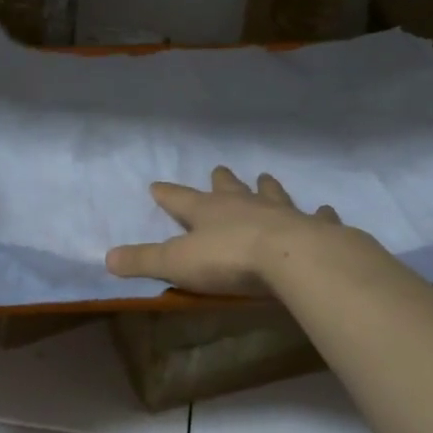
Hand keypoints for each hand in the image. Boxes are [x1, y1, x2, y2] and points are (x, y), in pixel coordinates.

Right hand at [105, 168, 346, 296]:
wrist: (292, 258)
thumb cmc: (229, 259)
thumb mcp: (177, 263)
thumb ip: (144, 261)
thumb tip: (107, 258)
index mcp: (208, 212)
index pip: (180, 199)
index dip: (167, 194)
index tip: (156, 185)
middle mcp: (244, 204)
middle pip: (229, 188)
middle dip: (222, 180)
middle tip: (220, 170)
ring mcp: (281, 212)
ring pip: (271, 193)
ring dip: (267, 188)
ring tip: (266, 178)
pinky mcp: (313, 227)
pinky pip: (317, 216)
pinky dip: (320, 214)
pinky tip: (326, 210)